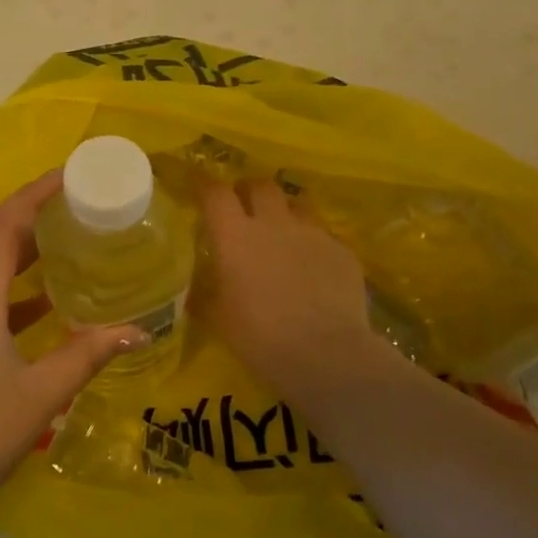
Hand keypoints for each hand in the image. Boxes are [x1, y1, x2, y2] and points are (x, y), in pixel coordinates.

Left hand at [0, 172, 145, 532]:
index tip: (71, 175)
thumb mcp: (41, 393)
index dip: (37, 193)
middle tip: (70, 209)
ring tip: (57, 247)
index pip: (5, 222)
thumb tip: (139, 331)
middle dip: (24, 212)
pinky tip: (31, 306)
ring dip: (9, 245)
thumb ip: (88, 354)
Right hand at [199, 178, 387, 400]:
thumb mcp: (220, 318)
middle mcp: (274, 223)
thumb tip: (196, 288)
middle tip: (243, 205)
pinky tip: (313, 268)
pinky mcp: (342, 251)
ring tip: (282, 231)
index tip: (197, 182)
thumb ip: (207, 293)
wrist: (325, 354)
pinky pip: (323, 236)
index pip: (215, 193)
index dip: (203, 183)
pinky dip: (312, 244)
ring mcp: (312, 233)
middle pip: (260, 185)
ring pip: (296, 204)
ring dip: (284, 211)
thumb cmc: (260, 337)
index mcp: (235, 236)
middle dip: (249, 190)